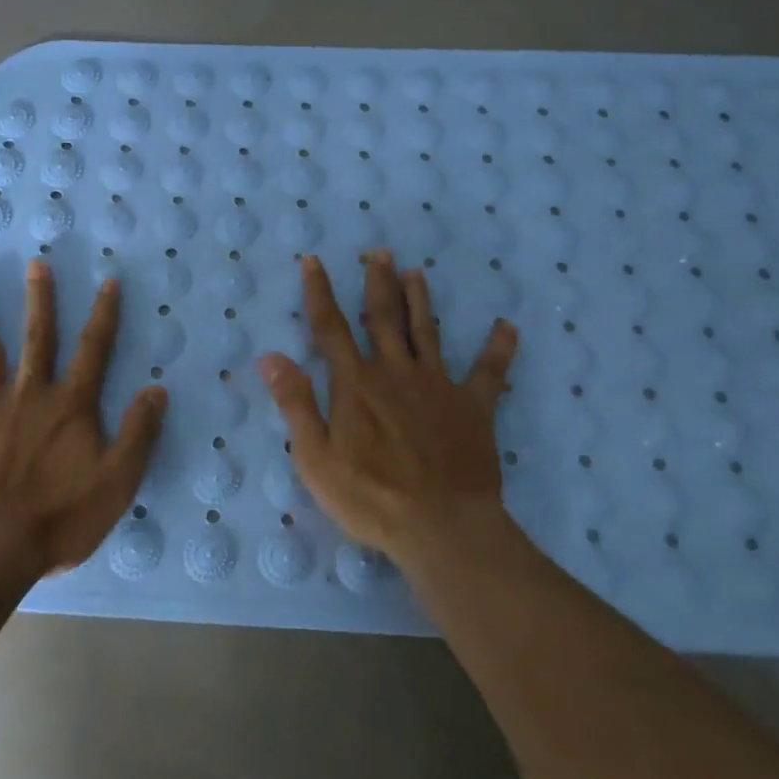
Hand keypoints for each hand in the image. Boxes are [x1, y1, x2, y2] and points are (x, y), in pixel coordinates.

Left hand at [0, 262, 167, 574]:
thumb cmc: (62, 517)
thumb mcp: (118, 480)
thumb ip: (139, 432)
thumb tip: (157, 389)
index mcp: (71, 405)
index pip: (94, 349)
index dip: (104, 314)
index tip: (109, 281)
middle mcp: (30, 395)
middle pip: (37, 339)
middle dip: (39, 300)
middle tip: (35, 265)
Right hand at [256, 251, 517, 563]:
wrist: (440, 526)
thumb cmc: (369, 497)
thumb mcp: (316, 457)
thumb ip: (295, 403)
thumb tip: (270, 357)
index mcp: (356, 384)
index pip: (331, 328)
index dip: (319, 292)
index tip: (314, 260)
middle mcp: (396, 373)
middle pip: (384, 318)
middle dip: (377, 282)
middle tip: (379, 252)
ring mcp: (438, 385)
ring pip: (426, 332)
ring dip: (420, 300)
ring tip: (416, 272)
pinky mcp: (473, 406)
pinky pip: (489, 372)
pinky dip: (498, 348)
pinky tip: (507, 327)